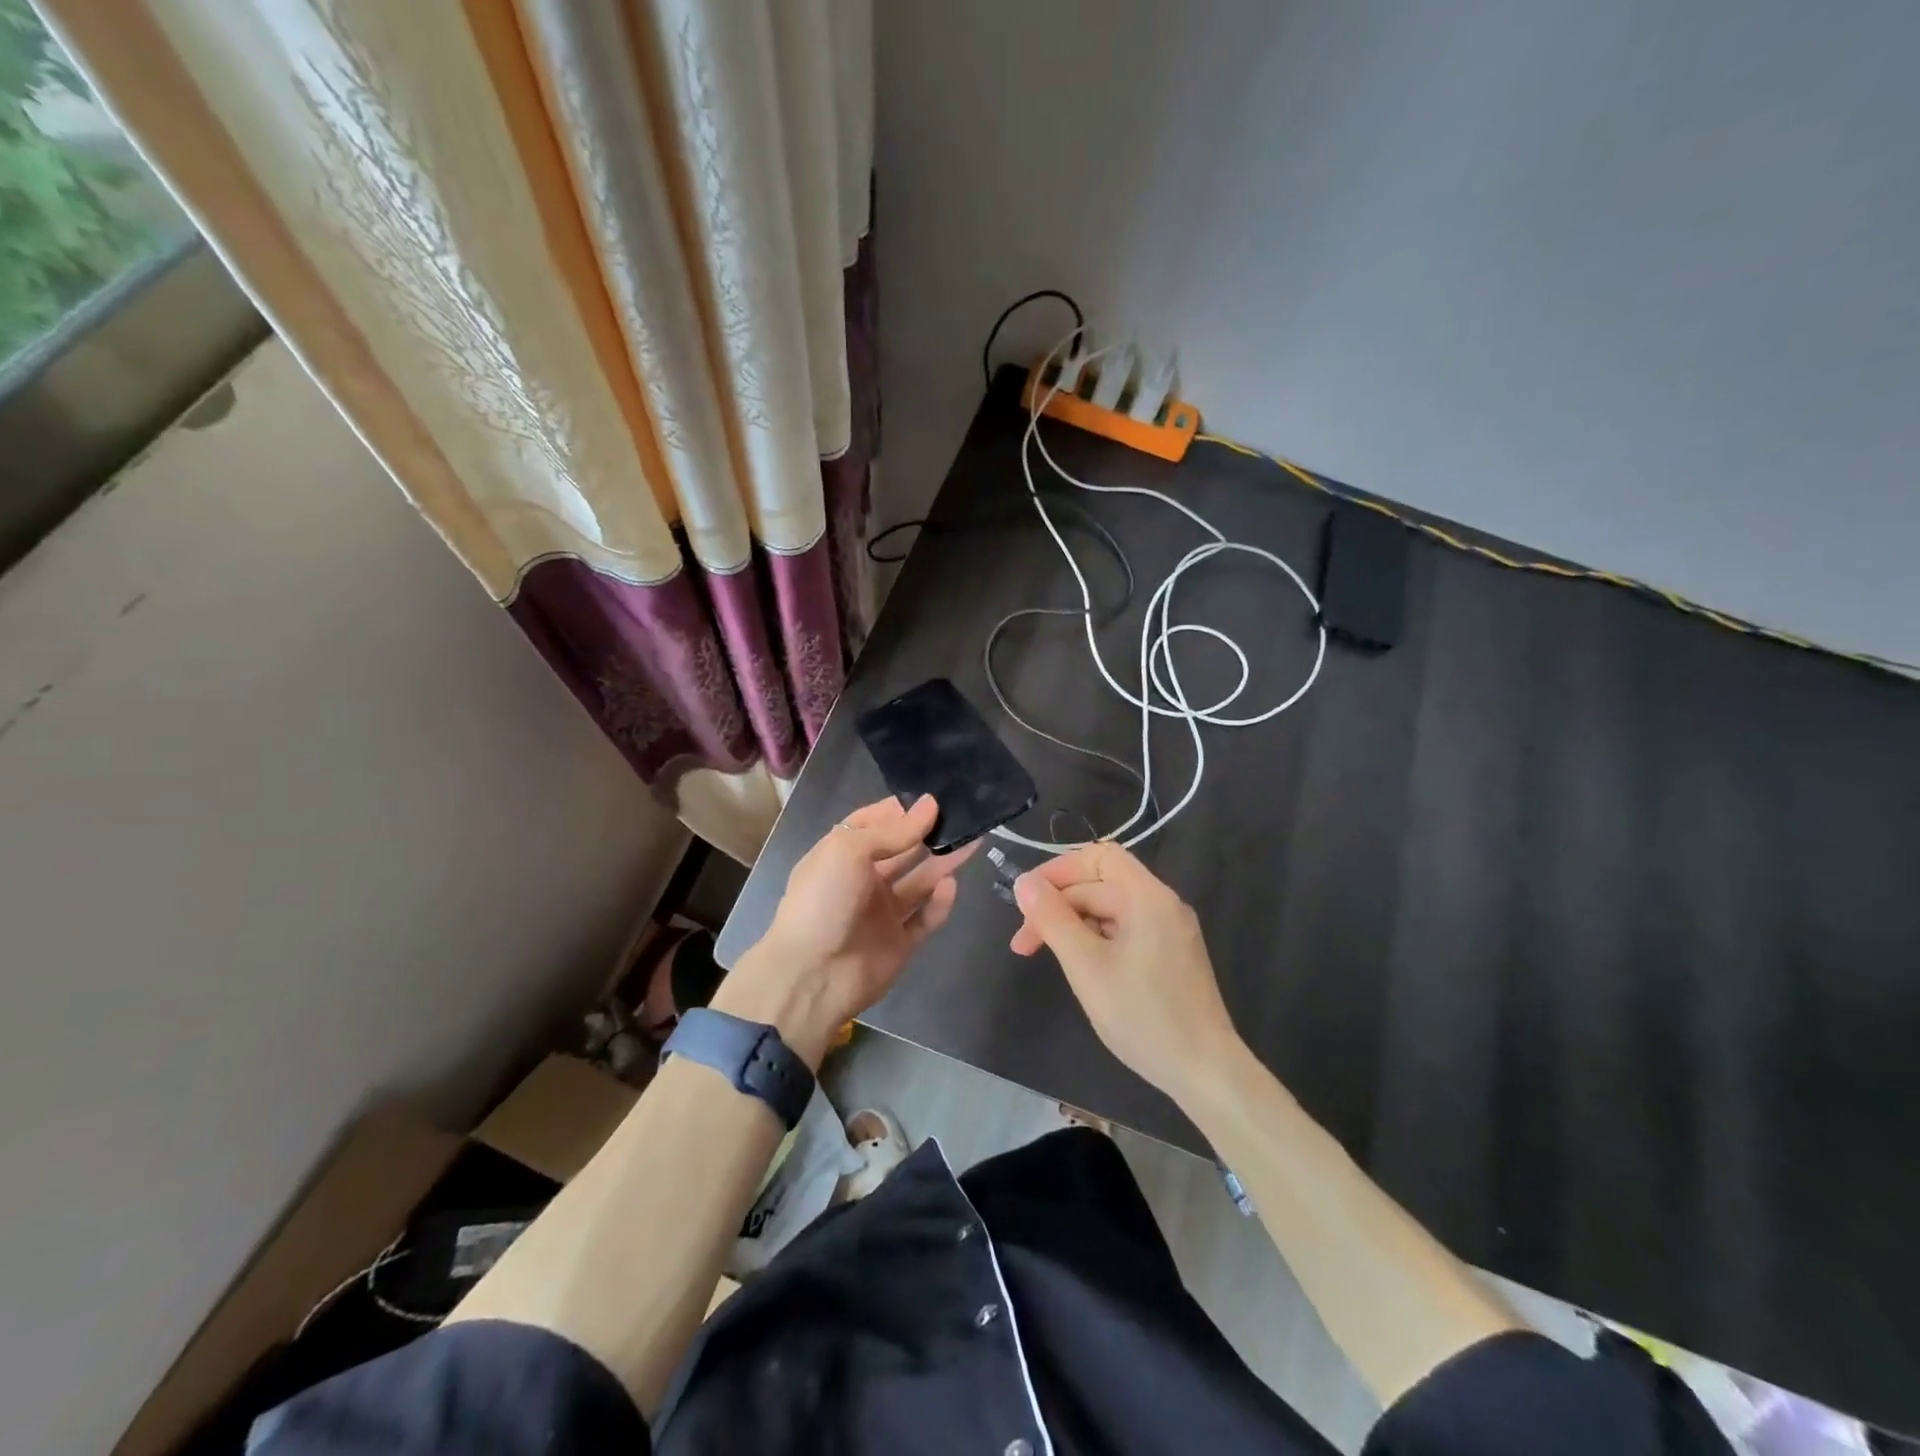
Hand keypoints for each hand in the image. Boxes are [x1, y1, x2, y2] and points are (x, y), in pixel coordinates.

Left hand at [718, 795, 977, 1067]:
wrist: (811, 976)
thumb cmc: (823, 901)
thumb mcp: (849, 851)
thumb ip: (893, 830)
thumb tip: (931, 803)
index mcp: (842, 854)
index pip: (875, 823)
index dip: (902, 810)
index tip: (935, 797)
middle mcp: (863, 880)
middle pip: (903, 851)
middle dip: (930, 833)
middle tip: (966, 815)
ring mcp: (882, 913)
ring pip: (920, 881)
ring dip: (943, 862)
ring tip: (973, 841)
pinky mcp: (900, 942)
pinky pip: (926, 918)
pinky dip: (940, 902)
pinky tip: (951, 885)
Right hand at [1009, 841, 1241, 1107]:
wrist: (1205, 1072)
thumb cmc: (1143, 1016)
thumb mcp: (1086, 966)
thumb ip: (1053, 920)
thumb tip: (1024, 883)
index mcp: (1147, 897)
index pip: (1099, 856)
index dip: (1059, 870)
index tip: (1028, 899)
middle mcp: (1162, 905)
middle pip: (1101, 885)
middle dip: (1058, 906)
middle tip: (1023, 944)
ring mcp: (1169, 931)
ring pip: (1110, 910)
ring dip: (1073, 925)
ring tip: (1045, 956)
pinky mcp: (1170, 955)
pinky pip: (1124, 931)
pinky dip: (1095, 940)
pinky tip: (1079, 966)